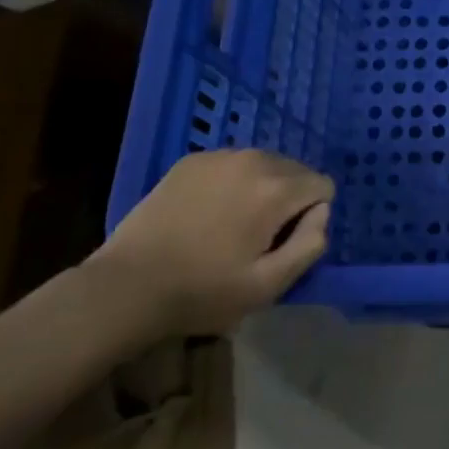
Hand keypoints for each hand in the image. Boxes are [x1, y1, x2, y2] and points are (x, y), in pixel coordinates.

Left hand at [86, 149, 333, 336]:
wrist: (126, 287)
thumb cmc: (203, 292)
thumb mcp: (269, 285)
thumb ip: (311, 244)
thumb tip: (321, 213)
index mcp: (277, 189)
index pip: (323, 186)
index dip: (310, 218)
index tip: (280, 244)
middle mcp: (255, 159)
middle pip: (296, 171)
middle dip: (288, 200)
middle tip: (256, 237)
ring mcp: (220, 156)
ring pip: (265, 165)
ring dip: (260, 189)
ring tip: (230, 225)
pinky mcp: (192, 160)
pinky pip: (233, 164)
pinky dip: (231, 183)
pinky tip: (206, 213)